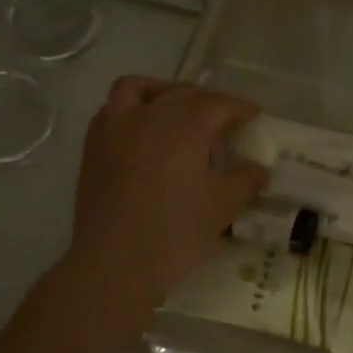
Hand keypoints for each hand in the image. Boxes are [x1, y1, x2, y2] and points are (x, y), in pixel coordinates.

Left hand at [66, 78, 268, 307]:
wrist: (116, 263)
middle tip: (225, 118)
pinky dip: (132, 110)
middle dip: (208, 100)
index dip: (239, 107)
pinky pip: (112, 110)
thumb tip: (258, 169)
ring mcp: (115, 129)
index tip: (255, 114)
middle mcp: (148, 116)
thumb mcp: (223, 206)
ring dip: (163, 92)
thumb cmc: (176, 233)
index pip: (218, 104)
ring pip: (139, 89)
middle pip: (182, 94)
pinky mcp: (93, 148)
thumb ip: (245, 180)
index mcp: (184, 126)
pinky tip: (143, 132)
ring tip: (178, 109)